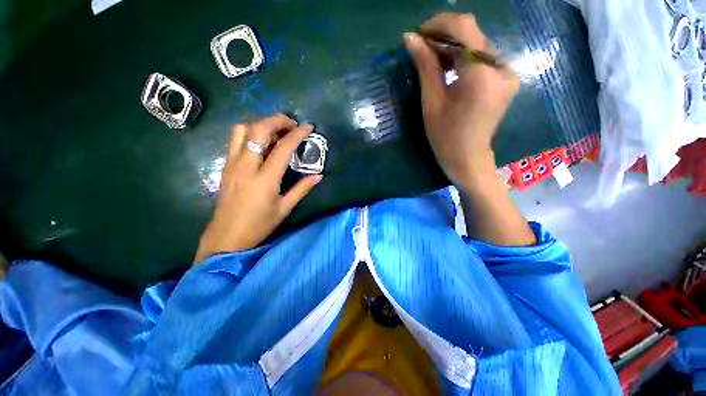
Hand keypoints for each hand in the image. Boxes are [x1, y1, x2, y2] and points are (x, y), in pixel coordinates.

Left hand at [194, 114, 321, 263]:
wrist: (227, 235)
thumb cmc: (259, 224)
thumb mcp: (285, 208)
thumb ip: (302, 189)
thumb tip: (318, 176)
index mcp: (265, 179)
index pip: (283, 148)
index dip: (297, 134)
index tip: (309, 127)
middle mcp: (246, 166)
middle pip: (258, 129)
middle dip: (277, 121)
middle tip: (292, 125)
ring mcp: (233, 164)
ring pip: (242, 130)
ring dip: (261, 125)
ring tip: (276, 133)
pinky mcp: (226, 166)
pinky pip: (236, 140)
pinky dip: (251, 134)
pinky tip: (262, 145)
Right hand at [403, 13, 519, 188]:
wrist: (468, 159)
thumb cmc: (445, 138)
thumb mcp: (431, 103)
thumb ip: (425, 67)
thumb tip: (410, 38)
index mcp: (481, 77)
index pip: (464, 28)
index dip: (439, 24)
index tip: (419, 34)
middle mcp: (501, 68)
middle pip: (472, 34)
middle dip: (444, 36)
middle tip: (421, 48)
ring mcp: (507, 73)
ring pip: (478, 44)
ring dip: (453, 46)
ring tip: (432, 60)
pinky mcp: (506, 79)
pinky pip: (483, 57)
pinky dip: (464, 57)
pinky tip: (449, 68)